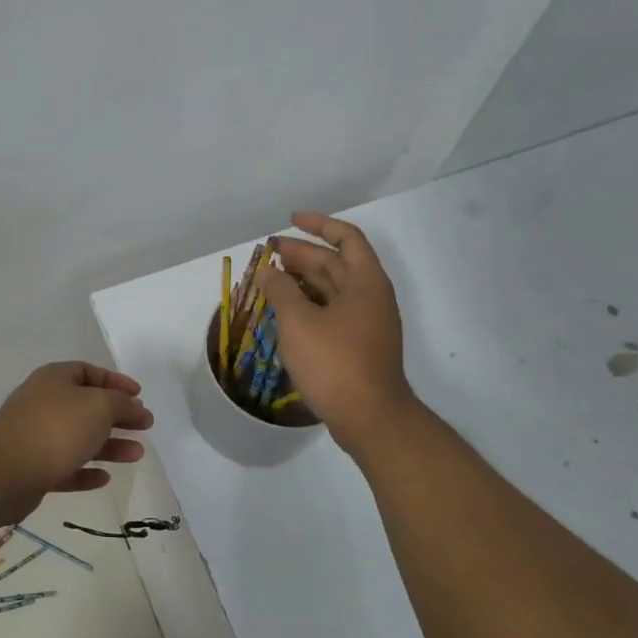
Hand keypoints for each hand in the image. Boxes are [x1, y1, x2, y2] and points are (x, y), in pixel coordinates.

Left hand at [0, 362, 153, 519]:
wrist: (4, 471)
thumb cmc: (56, 427)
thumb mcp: (99, 406)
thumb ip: (121, 404)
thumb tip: (133, 407)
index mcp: (55, 379)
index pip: (89, 372)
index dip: (116, 381)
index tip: (139, 396)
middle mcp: (44, 403)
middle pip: (87, 407)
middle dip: (117, 416)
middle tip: (145, 426)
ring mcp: (36, 437)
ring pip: (79, 439)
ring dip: (109, 446)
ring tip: (137, 455)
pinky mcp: (32, 470)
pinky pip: (65, 468)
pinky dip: (85, 472)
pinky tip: (104, 478)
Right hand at [260, 212, 413, 451]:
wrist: (370, 418)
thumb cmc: (335, 363)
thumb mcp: (299, 322)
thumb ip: (280, 290)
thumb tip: (268, 272)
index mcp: (365, 282)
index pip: (346, 238)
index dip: (318, 225)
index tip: (290, 220)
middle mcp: (370, 297)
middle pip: (336, 264)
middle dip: (301, 254)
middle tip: (268, 254)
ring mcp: (366, 323)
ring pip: (331, 290)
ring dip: (302, 281)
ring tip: (270, 280)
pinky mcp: (358, 346)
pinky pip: (331, 312)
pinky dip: (307, 305)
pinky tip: (284, 312)